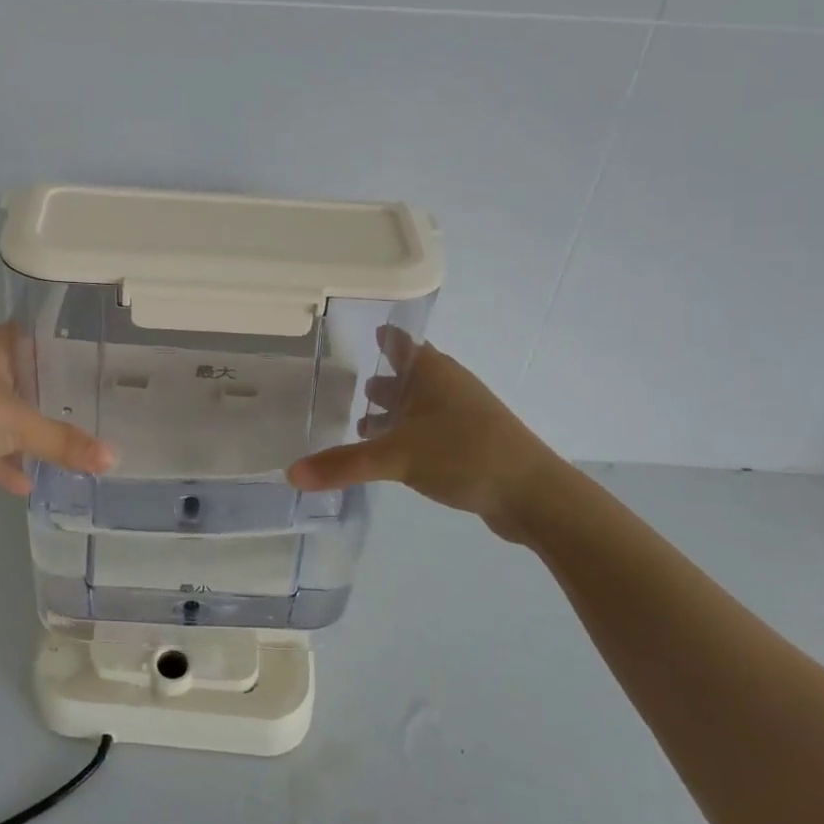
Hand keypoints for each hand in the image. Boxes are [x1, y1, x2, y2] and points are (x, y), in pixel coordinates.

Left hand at [0, 324, 113, 497]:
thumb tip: (114, 460)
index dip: (65, 358)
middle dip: (48, 401)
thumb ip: (66, 443)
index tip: (94, 379)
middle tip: (85, 418)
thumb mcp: (20, 426)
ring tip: (60, 456)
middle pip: (18, 378)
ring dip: (22, 436)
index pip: (37, 340)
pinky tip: (23, 485)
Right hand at [286, 328, 581, 544]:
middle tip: (342, 381)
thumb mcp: (396, 457)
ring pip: (418, 403)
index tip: (354, 330)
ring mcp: (461, 413)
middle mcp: (446, 384)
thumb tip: (290, 474)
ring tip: (360, 422)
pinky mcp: (470, 441)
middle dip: (379, 377)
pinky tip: (390, 455)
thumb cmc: (463, 453)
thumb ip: (342, 464)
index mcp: (430, 371)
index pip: (400, 341)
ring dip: (392, 410)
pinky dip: (406, 433)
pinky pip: (428, 428)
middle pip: (406, 373)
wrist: (533, 493)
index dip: (379, 335)